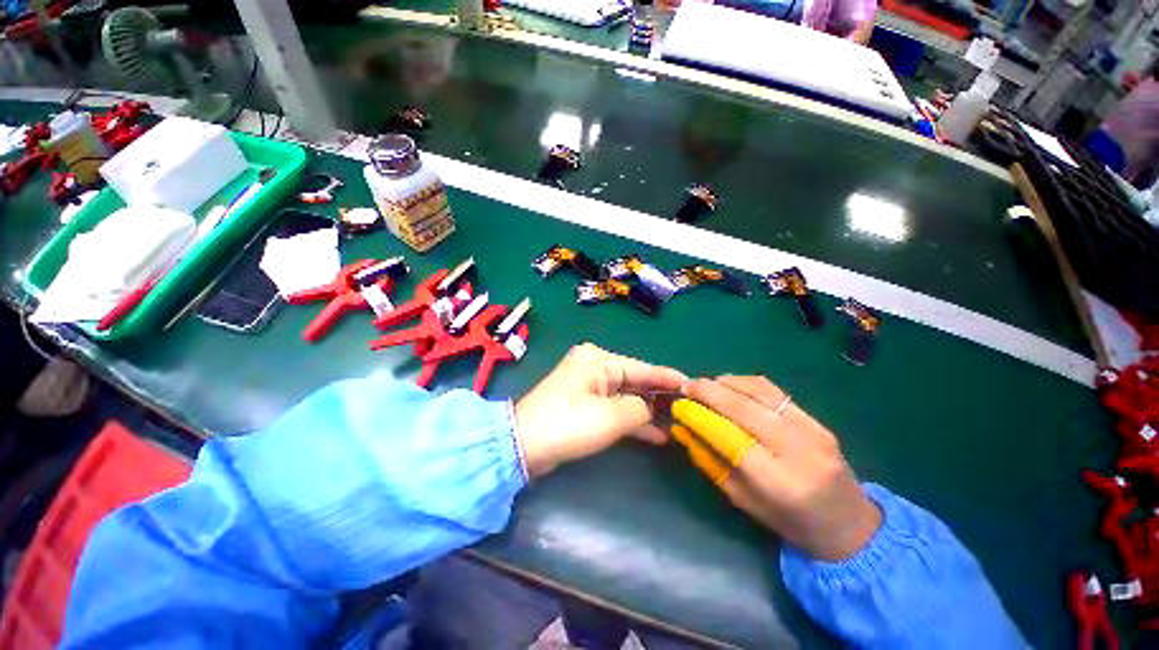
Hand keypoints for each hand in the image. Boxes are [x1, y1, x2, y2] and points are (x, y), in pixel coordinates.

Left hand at [515, 344, 686, 477]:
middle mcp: (594, 366)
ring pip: (626, 396)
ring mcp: (588, 386)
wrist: (523, 446)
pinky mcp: (584, 404)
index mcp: (598, 359)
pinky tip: (656, 433)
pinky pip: (615, 408)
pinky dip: (632, 419)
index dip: (668, 378)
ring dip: (648, 410)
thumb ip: (640, 408)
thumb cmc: (568, 424)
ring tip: (678, 423)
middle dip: (660, 396)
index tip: (694, 385)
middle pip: (635, 380)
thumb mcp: (611, 416)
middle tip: (689, 408)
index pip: (642, 367)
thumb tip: (650, 408)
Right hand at [683, 376, 880, 560]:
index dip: (700, 416)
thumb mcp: (742, 501)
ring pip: (759, 392)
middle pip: (744, 408)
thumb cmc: (789, 522)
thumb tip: (682, 428)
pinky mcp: (817, 419)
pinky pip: (774, 391)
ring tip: (704, 385)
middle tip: (685, 387)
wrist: (849, 524)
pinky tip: (729, 385)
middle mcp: (798, 451)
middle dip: (709, 392)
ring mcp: (812, 430)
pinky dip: (745, 383)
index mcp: (779, 483)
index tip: (679, 406)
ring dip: (725, 383)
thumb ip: (710, 461)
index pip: (730, 437)